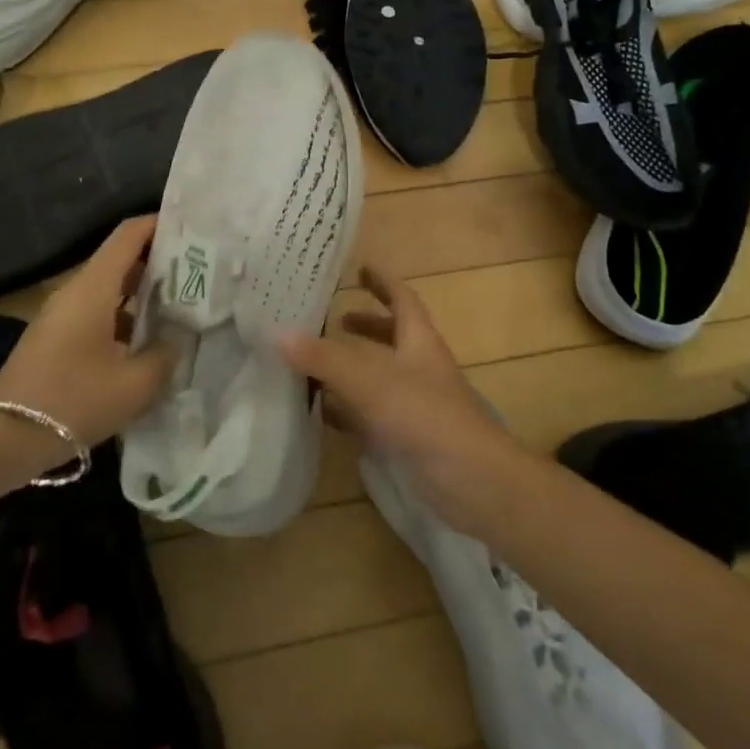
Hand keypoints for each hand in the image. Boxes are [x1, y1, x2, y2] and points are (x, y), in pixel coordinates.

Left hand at [0, 216, 175, 448]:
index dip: (160, 224)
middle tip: (201, 269)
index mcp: (93, 287)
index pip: (129, 234)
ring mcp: (64, 315)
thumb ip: (166, 354)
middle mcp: (77, 291)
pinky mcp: (58, 338)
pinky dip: (127, 315)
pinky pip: (100, 312)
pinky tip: (151, 340)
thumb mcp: (135, 384)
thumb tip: (179, 336)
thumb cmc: (73, 401)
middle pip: (122, 258)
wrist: (2, 439)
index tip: (194, 228)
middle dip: (161, 260)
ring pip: (112, 288)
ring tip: (185, 303)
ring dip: (145, 291)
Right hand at [276, 264, 521, 532]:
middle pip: (392, 336)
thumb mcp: (370, 381)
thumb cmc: (424, 416)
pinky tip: (324, 414)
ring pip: (379, 376)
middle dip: (365, 325)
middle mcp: (419, 366)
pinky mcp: (409, 436)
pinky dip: (350, 409)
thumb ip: (324, 358)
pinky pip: (373, 414)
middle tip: (333, 320)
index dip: (383, 281)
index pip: (402, 298)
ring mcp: (416, 402)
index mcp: (418, 340)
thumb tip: (278, 332)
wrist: (471, 480)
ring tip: (316, 365)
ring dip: (352, 368)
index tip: (361, 267)